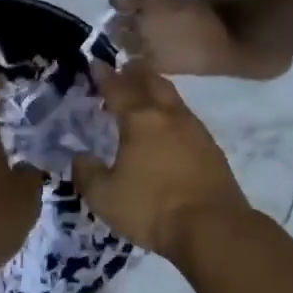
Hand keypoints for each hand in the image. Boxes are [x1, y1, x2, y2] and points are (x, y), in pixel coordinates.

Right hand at [72, 62, 249, 256]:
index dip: (104, 75)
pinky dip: (172, 111)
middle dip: (134, 72)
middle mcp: (167, 115)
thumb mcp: (104, 197)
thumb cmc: (152, 208)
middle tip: (123, 68)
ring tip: (145, 91)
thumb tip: (79, 156)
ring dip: (156, 87)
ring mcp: (194, 129)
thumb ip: (87, 173)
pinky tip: (169, 125)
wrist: (213, 228)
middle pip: (150, 81)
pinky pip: (186, 116)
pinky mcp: (211, 147)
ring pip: (172, 96)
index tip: (95, 64)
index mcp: (139, 120)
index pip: (117, 88)